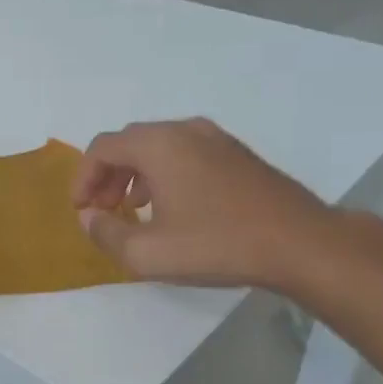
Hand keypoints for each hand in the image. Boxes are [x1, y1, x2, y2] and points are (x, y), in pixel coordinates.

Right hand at [71, 117, 342, 293]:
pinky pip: (185, 154)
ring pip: (158, 147)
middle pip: (129, 143)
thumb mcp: (148, 253)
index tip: (81, 210)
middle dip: (107, 175)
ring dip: (135, 175)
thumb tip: (89, 217)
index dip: (83, 178)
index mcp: (158, 144)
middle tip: (101, 209)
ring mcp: (216, 139)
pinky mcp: (237, 154)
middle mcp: (185, 130)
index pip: (102, 148)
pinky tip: (172, 207)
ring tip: (131, 209)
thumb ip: (106, 233)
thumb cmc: (217, 244)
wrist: (301, 243)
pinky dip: (164, 173)